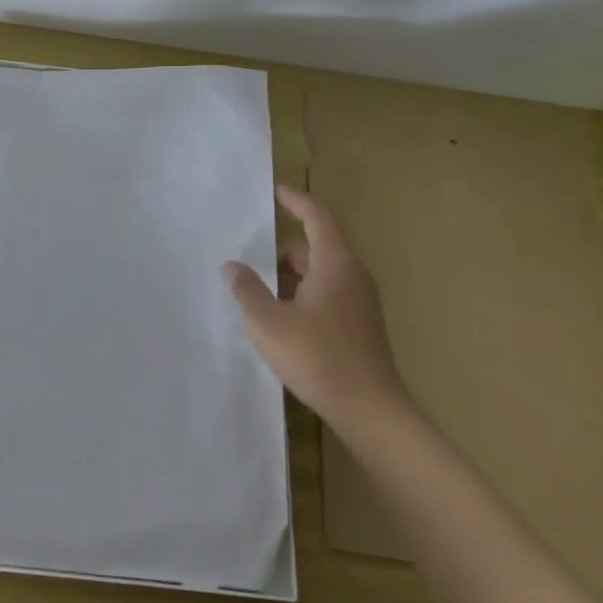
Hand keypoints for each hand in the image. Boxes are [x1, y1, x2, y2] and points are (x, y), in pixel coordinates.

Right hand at [226, 184, 413, 431]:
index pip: (316, 216)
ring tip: (258, 292)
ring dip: (290, 275)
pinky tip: (281, 318)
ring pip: (320, 272)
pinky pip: (327, 293)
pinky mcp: (359, 324)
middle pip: (315, 245)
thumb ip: (247, 290)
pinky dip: (302, 294)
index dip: (295, 200)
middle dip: (281, 248)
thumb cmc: (318, 358)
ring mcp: (360, 301)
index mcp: (335, 264)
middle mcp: (352, 275)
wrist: (370, 411)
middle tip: (249, 256)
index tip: (273, 191)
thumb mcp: (269, 323)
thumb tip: (232, 265)